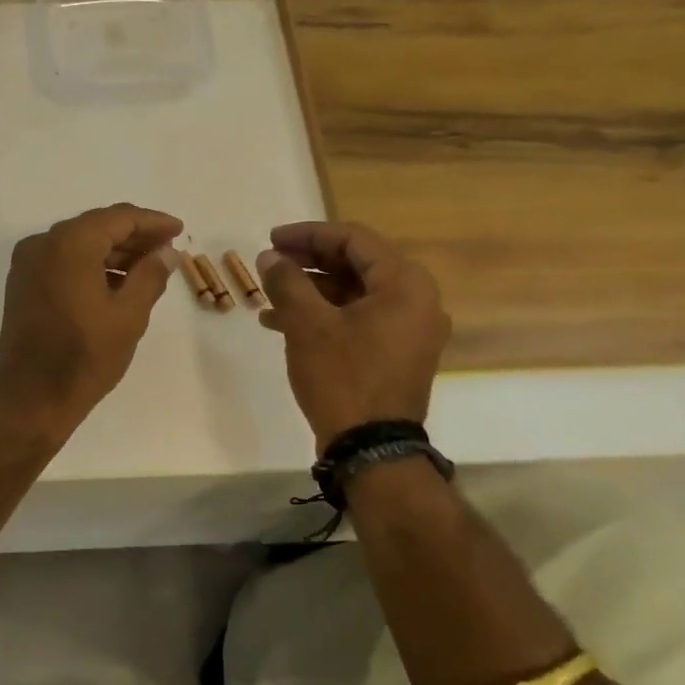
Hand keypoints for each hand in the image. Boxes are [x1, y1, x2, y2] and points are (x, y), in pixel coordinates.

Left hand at [0, 203, 183, 434]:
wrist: (32, 398)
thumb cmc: (85, 355)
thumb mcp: (129, 315)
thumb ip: (151, 275)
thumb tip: (166, 253)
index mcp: (70, 243)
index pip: (118, 218)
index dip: (152, 222)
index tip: (178, 230)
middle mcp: (43, 243)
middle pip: (96, 227)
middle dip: (134, 236)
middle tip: (167, 249)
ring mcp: (27, 264)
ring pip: (78, 244)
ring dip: (113, 252)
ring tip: (148, 267)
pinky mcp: (22, 284)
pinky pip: (62, 261)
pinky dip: (90, 265)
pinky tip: (116, 282)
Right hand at [256, 221, 451, 451]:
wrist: (371, 450)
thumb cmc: (343, 377)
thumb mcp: (308, 324)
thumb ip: (287, 282)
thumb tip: (270, 257)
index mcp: (405, 284)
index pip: (354, 239)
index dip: (308, 234)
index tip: (271, 239)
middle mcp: (416, 301)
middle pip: (355, 264)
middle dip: (307, 262)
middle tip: (269, 262)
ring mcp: (409, 330)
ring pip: (353, 293)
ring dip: (310, 290)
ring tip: (267, 295)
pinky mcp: (396, 354)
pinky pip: (358, 319)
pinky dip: (323, 315)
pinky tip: (281, 323)